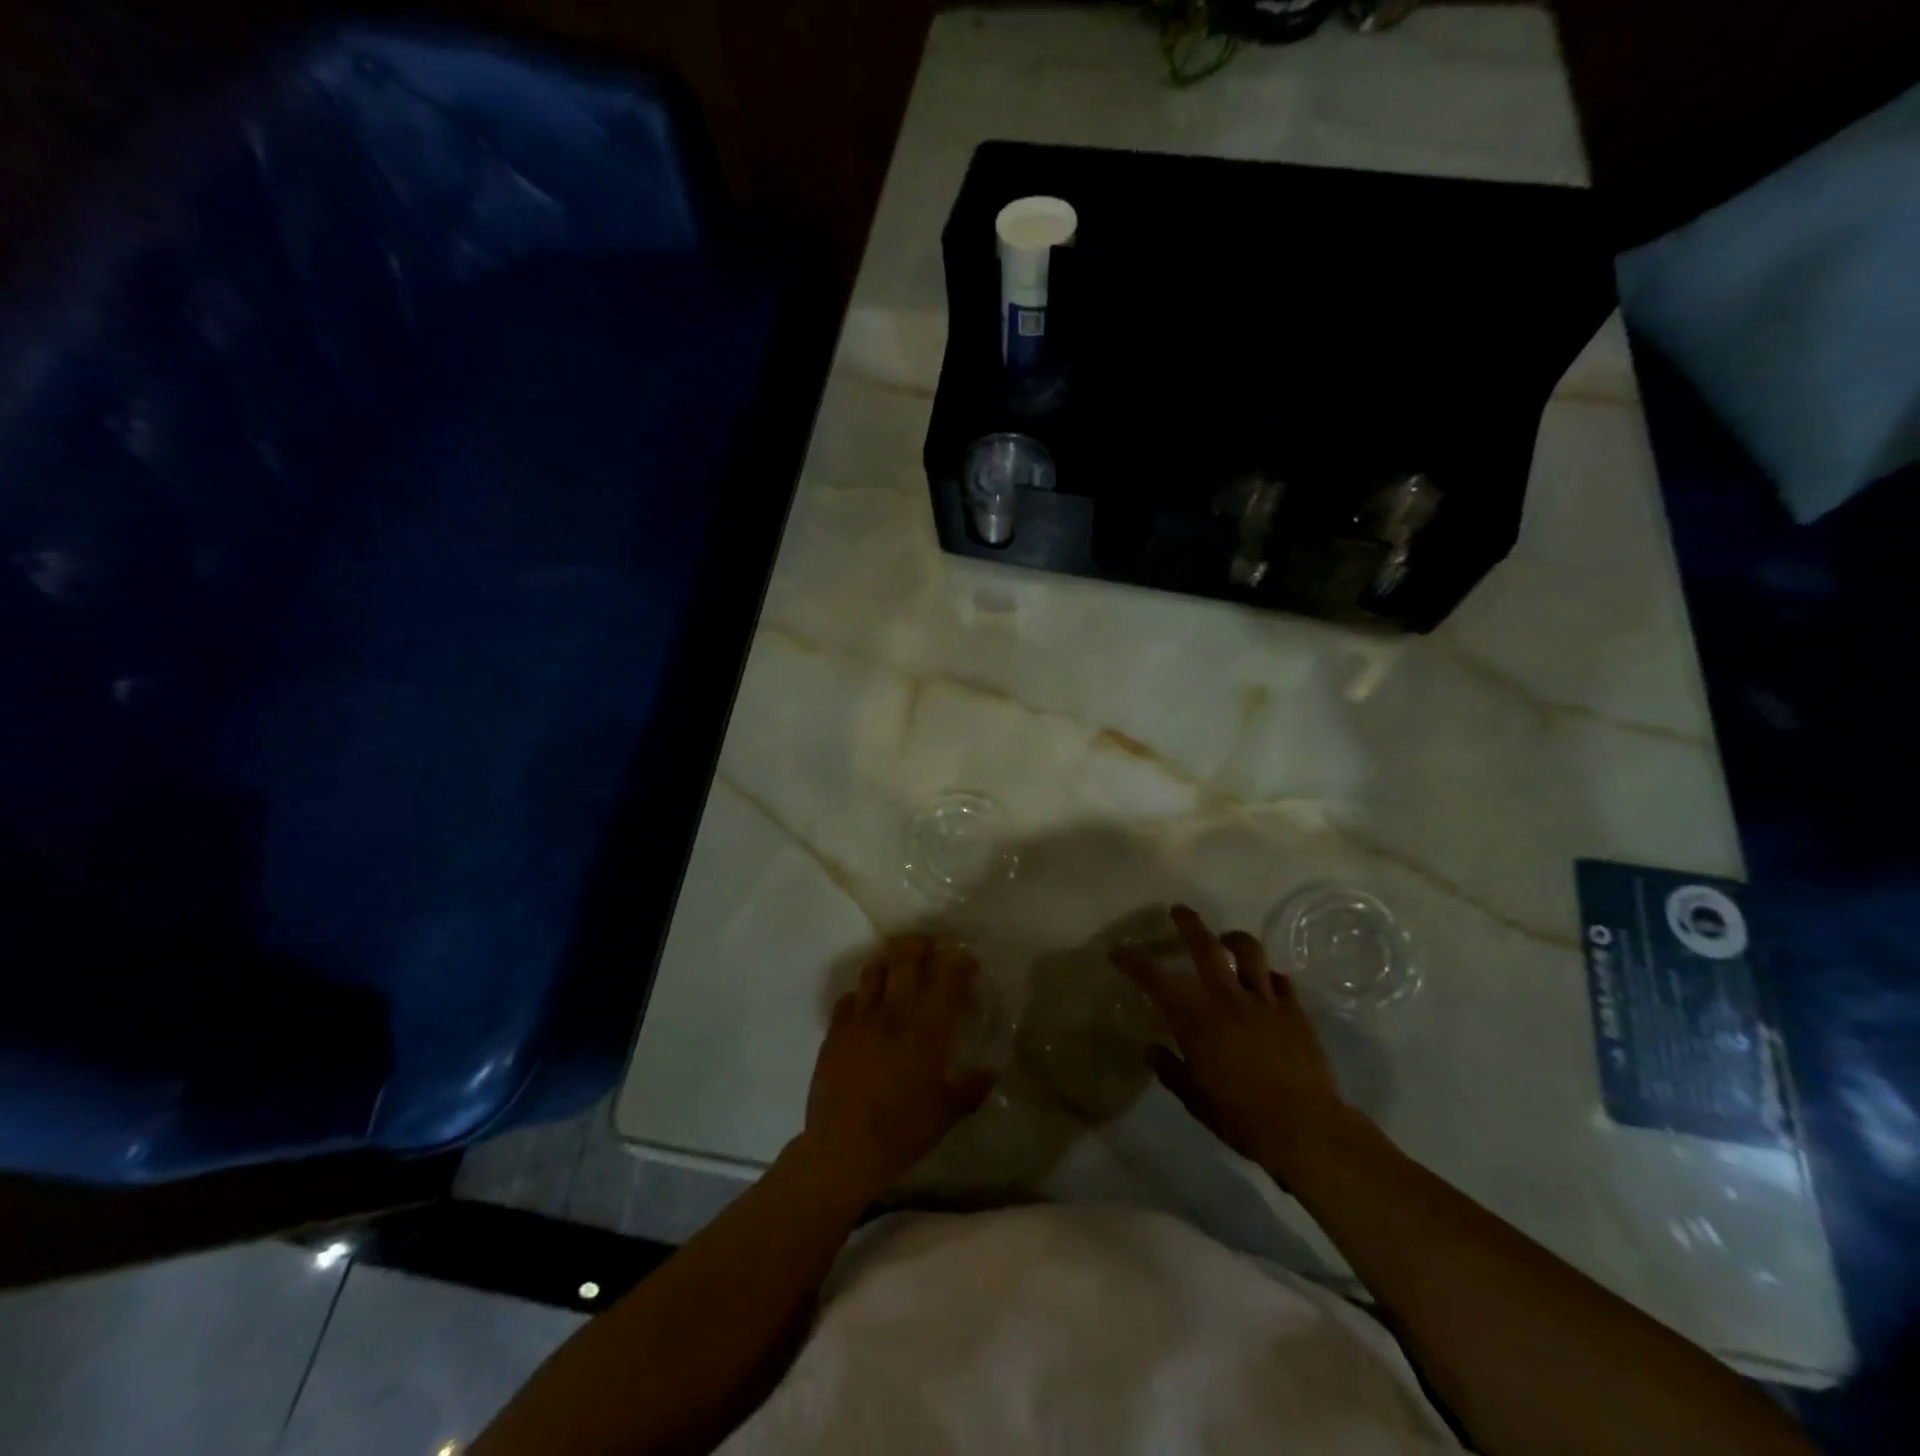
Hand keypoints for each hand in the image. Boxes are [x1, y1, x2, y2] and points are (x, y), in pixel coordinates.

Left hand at [802, 935, 994, 1201]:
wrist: (842, 1148)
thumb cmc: (902, 1132)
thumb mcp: (946, 1114)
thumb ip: (971, 1088)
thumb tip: (991, 1072)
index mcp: (927, 1030)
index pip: (948, 981)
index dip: (960, 965)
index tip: (967, 961)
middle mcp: (895, 1014)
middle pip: (906, 959)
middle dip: (920, 946)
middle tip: (929, 947)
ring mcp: (860, 1019)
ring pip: (874, 971)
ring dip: (888, 962)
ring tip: (896, 965)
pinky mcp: (835, 1031)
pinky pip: (848, 998)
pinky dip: (861, 994)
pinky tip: (866, 1004)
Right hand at [1112, 904, 1351, 1179]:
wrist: (1305, 1128)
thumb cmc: (1240, 1116)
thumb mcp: (1193, 1098)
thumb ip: (1170, 1068)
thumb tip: (1150, 1049)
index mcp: (1196, 1017)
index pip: (1156, 978)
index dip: (1134, 961)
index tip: (1119, 951)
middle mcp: (1227, 997)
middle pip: (1206, 945)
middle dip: (1189, 923)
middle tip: (1178, 910)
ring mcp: (1264, 1001)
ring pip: (1249, 951)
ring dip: (1234, 939)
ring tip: (1226, 938)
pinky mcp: (1295, 1012)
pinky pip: (1280, 980)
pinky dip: (1268, 975)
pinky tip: (1264, 982)